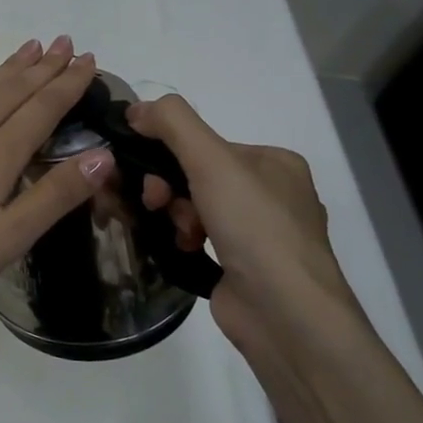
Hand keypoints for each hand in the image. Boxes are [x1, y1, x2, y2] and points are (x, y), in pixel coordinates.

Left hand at [0, 36, 112, 322]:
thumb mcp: (5, 239)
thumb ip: (52, 196)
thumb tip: (102, 155)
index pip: (42, 108)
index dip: (67, 84)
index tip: (89, 60)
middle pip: (13, 89)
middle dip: (43, 65)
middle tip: (65, 42)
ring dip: (10, 66)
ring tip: (30, 47)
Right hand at [127, 95, 362, 347]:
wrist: (286, 315)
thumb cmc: (255, 227)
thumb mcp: (212, 160)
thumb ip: (172, 123)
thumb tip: (136, 107)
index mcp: (275, 163)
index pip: (206, 145)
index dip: (170, 154)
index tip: (148, 173)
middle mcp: (272, 194)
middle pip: (197, 176)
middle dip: (170, 188)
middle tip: (157, 204)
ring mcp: (259, 235)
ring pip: (195, 208)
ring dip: (176, 216)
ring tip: (180, 235)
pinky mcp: (243, 268)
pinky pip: (200, 239)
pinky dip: (184, 241)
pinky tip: (183, 250)